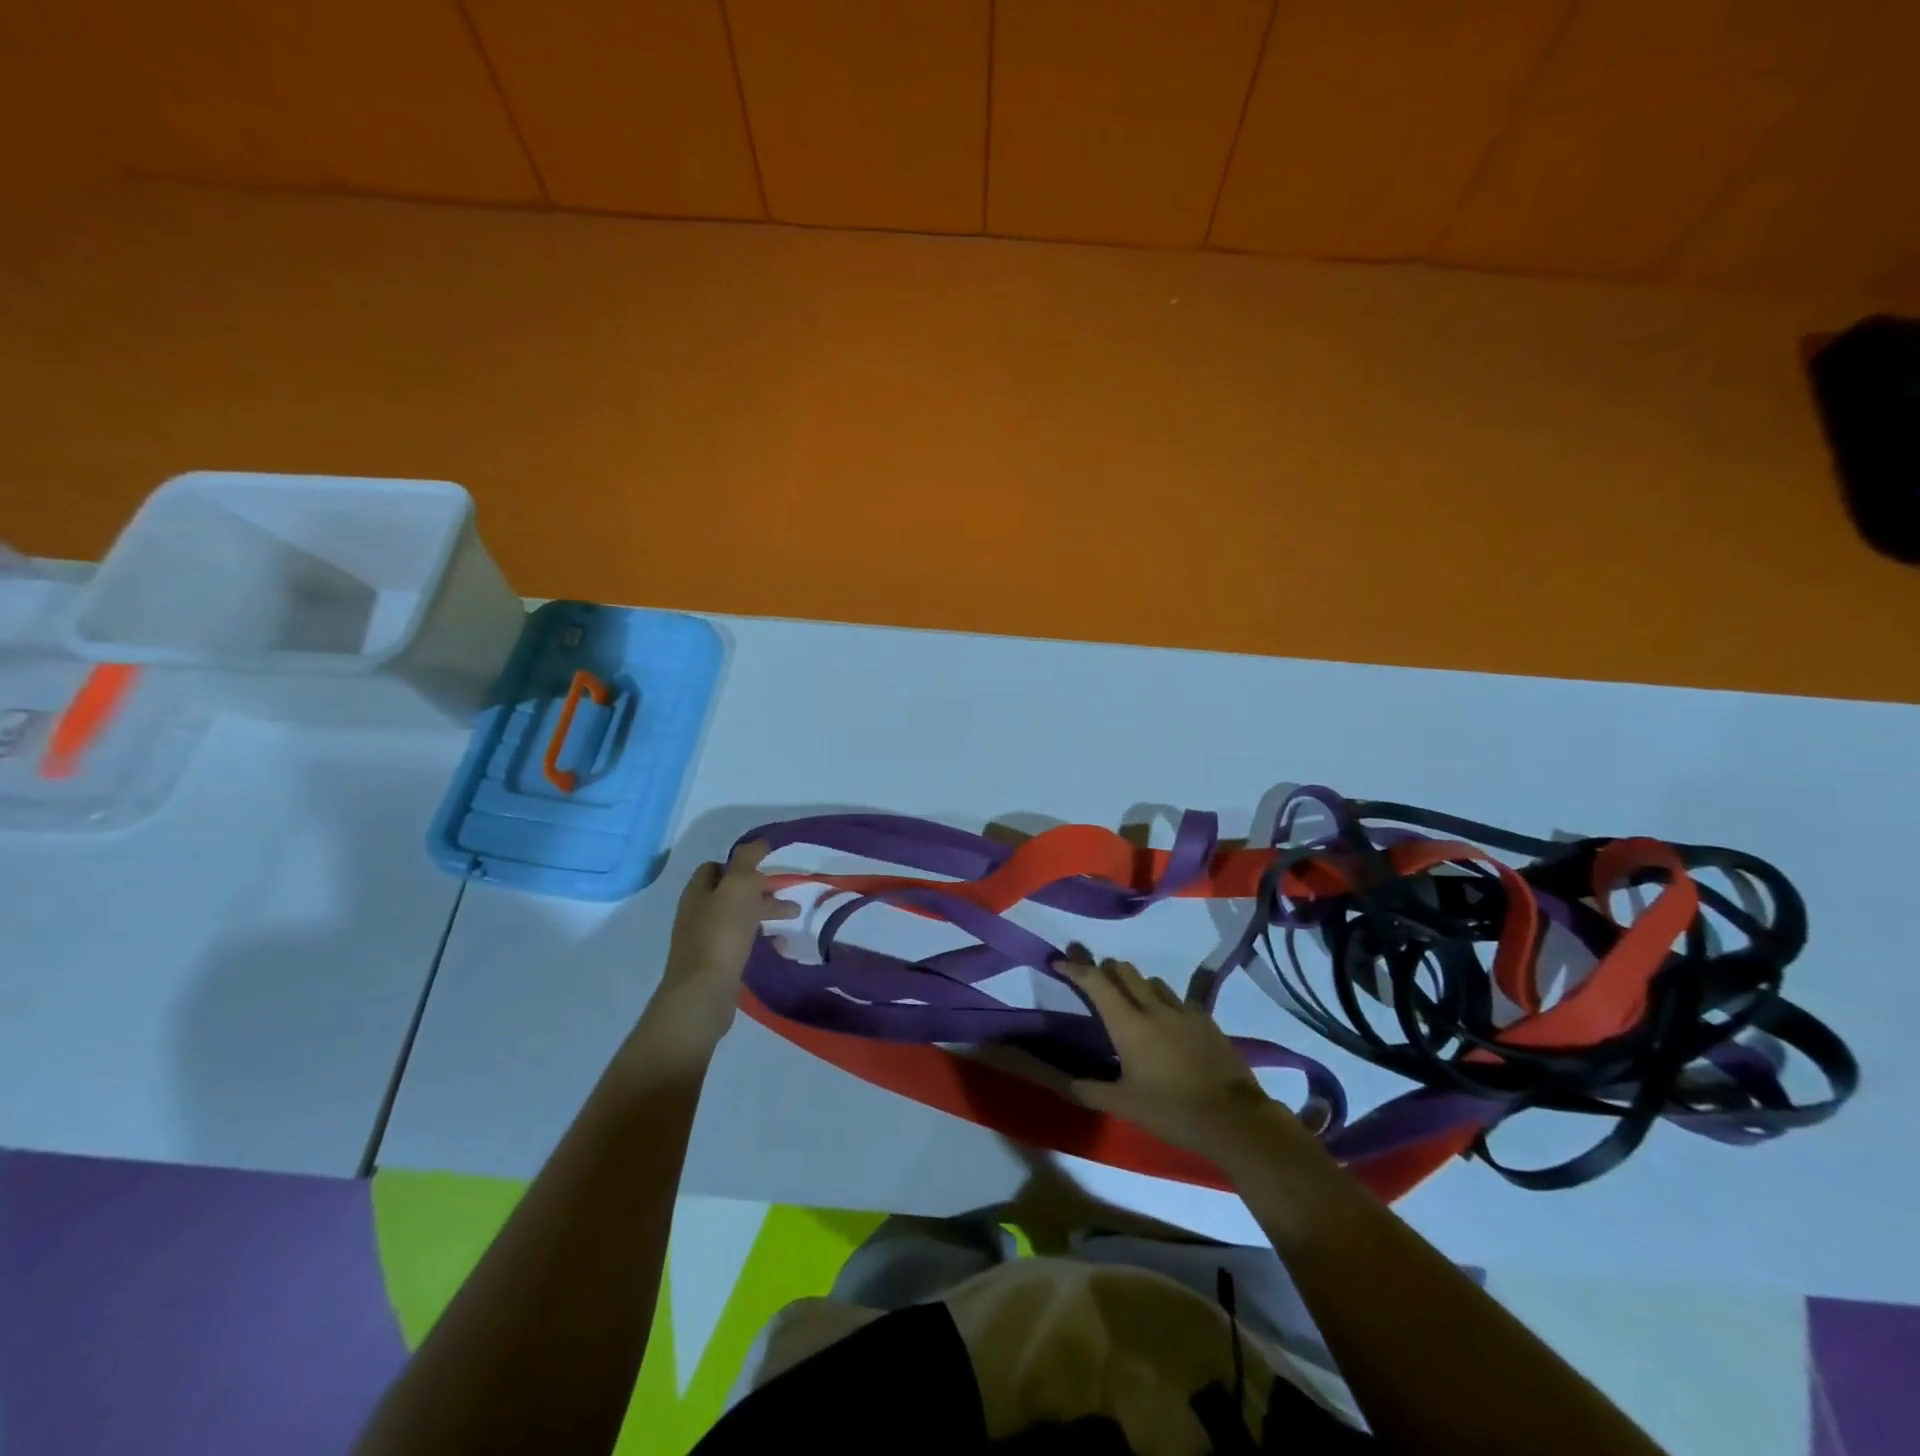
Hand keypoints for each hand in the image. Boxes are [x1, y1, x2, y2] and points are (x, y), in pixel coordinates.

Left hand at [642, 841, 798, 1056]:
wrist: (703, 994)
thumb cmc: (721, 934)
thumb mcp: (738, 887)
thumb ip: (748, 861)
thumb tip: (759, 842)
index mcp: (698, 892)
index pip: (716, 867)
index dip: (740, 864)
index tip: (766, 867)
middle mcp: (697, 913)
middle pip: (730, 893)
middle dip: (759, 890)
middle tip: (787, 894)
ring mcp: (703, 941)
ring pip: (738, 917)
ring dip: (764, 914)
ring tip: (792, 919)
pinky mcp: (715, 964)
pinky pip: (740, 943)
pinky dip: (761, 938)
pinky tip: (779, 945)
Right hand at [1055, 951, 1297, 1166]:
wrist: (1233, 1118)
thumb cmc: (1172, 1111)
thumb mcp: (1125, 1105)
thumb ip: (1092, 1090)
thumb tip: (1067, 1082)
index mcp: (1128, 1024)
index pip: (1096, 983)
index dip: (1076, 968)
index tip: (1061, 961)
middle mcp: (1153, 1008)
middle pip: (1124, 971)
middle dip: (1105, 969)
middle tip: (1094, 976)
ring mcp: (1182, 1011)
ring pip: (1151, 982)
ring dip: (1135, 983)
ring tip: (1130, 999)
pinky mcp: (1206, 1020)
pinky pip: (1179, 999)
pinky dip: (1164, 1001)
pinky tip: (1168, 1019)